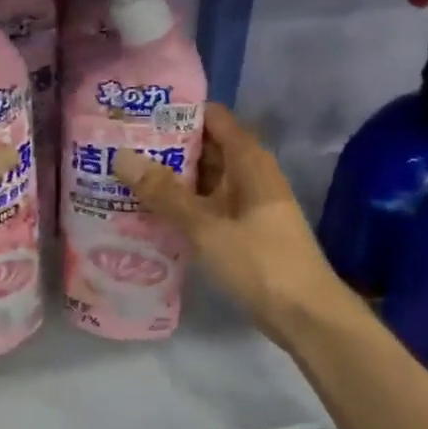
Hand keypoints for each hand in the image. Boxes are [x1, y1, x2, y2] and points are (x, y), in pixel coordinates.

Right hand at [112, 104, 361, 340]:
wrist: (307, 316)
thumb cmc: (260, 261)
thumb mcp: (206, 226)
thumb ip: (164, 192)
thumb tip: (121, 156)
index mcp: (248, 160)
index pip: (211, 117)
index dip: (176, 112)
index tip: (137, 114)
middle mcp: (249, 173)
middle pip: (205, 146)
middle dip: (165, 147)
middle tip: (119, 146)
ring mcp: (248, 202)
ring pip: (204, 178)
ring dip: (171, 178)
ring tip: (124, 176)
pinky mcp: (244, 228)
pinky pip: (208, 204)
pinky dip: (182, 204)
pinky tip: (149, 212)